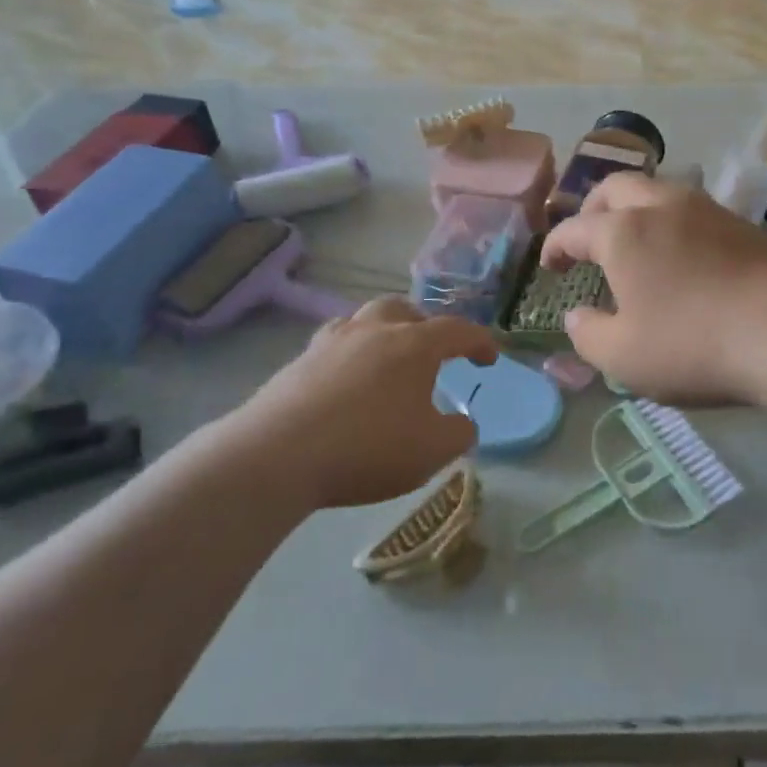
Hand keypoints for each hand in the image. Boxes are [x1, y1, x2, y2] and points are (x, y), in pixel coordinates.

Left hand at [229, 297, 494, 510]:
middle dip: (425, 326)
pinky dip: (350, 354)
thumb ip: (459, 433)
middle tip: (432, 353)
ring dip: (384, 332)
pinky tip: (346, 380)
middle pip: (405, 310)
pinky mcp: (299, 361)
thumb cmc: (367, 447)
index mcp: (415, 344)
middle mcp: (375, 330)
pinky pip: (334, 344)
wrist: (276, 456)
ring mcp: (332, 341)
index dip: (480, 342)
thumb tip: (463, 423)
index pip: (459, 330)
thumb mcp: (432, 451)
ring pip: (365, 319)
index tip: (489, 359)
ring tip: (387, 360)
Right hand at [538, 174, 766, 402]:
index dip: (555, 246)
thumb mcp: (623, 356)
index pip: (574, 228)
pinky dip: (672, 221)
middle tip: (589, 238)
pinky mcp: (741, 222)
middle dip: (593, 208)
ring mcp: (706, 208)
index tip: (550, 266)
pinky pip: (692, 208)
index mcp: (623, 232)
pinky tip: (682, 253)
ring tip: (635, 241)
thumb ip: (588, 334)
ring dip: (636, 208)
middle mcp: (661, 205)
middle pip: (616, 187)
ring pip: (658, 189)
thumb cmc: (691, 344)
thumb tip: (576, 316)